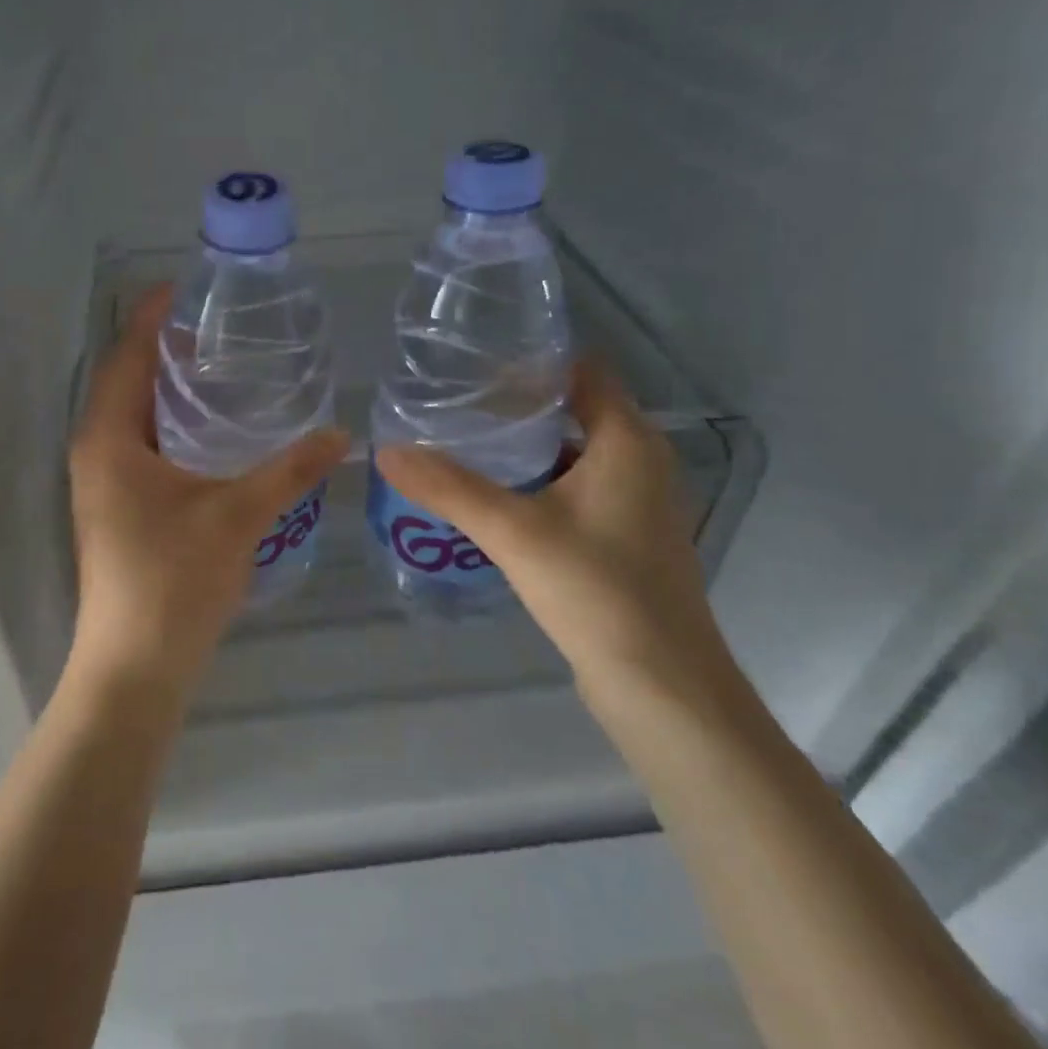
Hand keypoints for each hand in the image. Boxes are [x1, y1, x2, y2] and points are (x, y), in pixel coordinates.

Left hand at [67, 287, 348, 695]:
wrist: (134, 668)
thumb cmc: (173, 580)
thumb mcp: (238, 514)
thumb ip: (290, 469)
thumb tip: (343, 433)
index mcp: (108, 438)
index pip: (127, 355)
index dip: (152, 316)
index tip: (186, 285)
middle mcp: (96, 452)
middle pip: (127, 380)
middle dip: (165, 347)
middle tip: (218, 323)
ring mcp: (103, 483)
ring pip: (134, 416)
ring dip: (169, 387)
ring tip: (221, 365)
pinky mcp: (118, 508)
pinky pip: (142, 445)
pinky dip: (172, 424)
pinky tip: (213, 430)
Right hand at [374, 360, 737, 707]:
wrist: (662, 686)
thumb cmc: (596, 590)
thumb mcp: (513, 532)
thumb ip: (448, 487)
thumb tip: (385, 450)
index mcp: (628, 440)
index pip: (582, 371)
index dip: (530, 361)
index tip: (473, 363)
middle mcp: (640, 461)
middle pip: (575, 409)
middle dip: (516, 404)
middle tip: (453, 402)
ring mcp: (636, 502)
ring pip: (573, 453)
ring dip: (525, 447)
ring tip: (463, 443)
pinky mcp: (625, 537)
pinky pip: (576, 489)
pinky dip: (537, 483)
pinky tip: (494, 498)